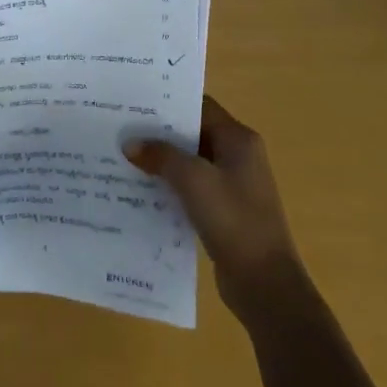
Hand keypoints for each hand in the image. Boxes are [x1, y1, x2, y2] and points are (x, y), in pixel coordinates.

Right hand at [126, 97, 306, 325]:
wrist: (265, 284)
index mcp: (238, 140)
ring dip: (161, 162)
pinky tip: (140, 191)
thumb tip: (131, 144)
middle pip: (193, 133)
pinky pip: (191, 189)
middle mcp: (238, 156)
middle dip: (159, 133)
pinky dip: (169, 186)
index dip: (169, 103)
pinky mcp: (223, 211)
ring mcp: (232, 185)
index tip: (134, 102)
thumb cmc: (234, 220)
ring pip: (190, 163)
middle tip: (121, 129)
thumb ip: (161, 156)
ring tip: (123, 157)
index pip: (200, 106)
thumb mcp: (193, 181)